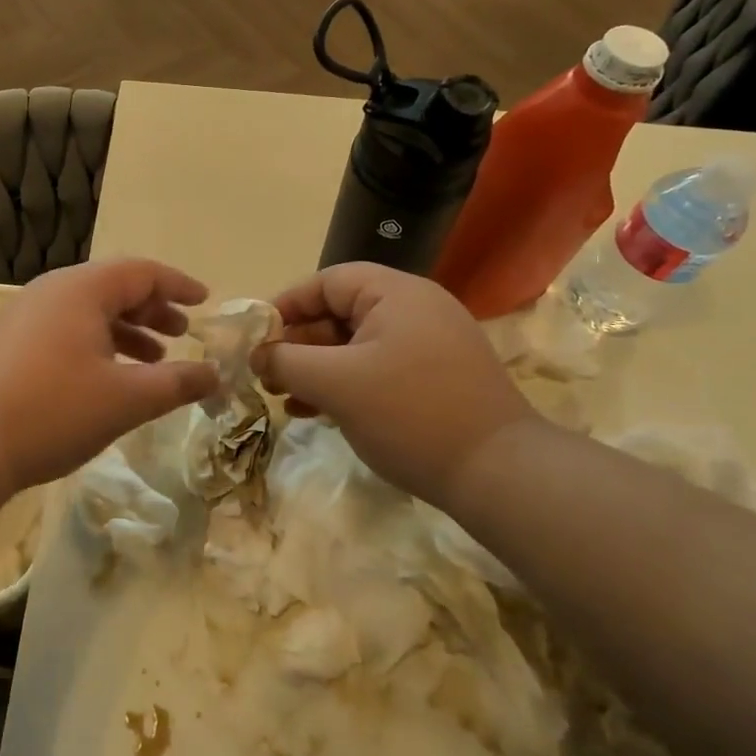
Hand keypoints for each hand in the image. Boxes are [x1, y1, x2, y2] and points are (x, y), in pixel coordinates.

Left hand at [0, 259, 220, 496]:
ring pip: (91, 312)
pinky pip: (69, 330)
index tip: (206, 301)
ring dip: (127, 331)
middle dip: (153, 309)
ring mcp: (28, 316)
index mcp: (83, 289)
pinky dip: (99, 345)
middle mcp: (54, 292)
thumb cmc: (53, 410)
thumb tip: (216, 376)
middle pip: (115, 288)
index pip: (143, 272)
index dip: (179, 285)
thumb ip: (176, 383)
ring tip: (154, 360)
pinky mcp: (12, 344)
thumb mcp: (126, 399)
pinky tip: (110, 379)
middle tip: (183, 332)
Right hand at [251, 263, 535, 507]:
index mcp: (395, 293)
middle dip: (299, 344)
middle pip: (341, 313)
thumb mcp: (336, 384)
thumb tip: (258, 355)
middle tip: (268, 375)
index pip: (327, 282)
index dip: (286, 306)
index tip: (256, 338)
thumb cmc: (409, 413)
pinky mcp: (438, 378)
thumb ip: (287, 362)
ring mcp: (430, 344)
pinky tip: (319, 413)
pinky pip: (378, 368)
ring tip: (285, 399)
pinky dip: (346, 384)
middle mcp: (416, 308)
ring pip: (357, 345)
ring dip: (318, 368)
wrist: (499, 473)